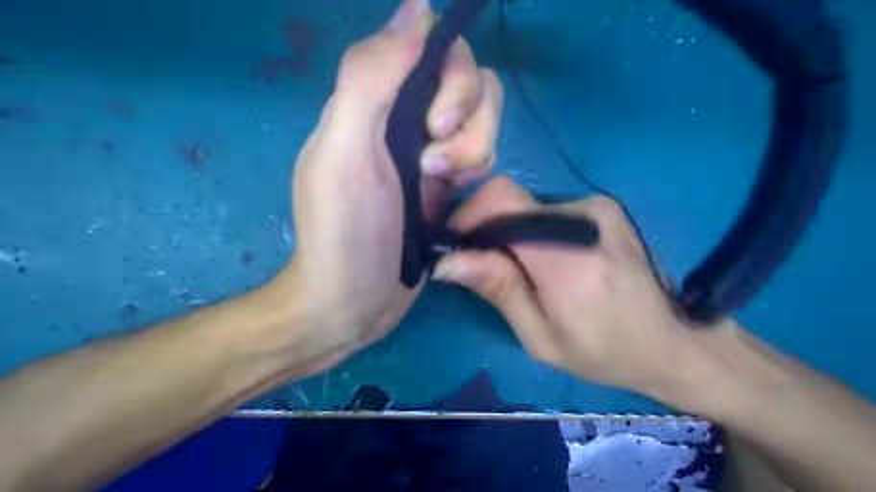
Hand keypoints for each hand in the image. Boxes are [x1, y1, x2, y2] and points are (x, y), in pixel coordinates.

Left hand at [278, 0, 503, 372]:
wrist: (353, 302)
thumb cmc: (345, 232)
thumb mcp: (346, 151)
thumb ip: (371, 76)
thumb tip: (416, 8)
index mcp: (375, 101)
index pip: (433, 49)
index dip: (450, 76)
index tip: (436, 123)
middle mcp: (404, 118)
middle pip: (469, 83)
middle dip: (467, 121)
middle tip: (436, 166)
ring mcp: (430, 152)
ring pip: (482, 120)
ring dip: (474, 151)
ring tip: (443, 187)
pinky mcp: (447, 184)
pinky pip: (484, 154)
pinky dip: (478, 170)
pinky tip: (453, 199)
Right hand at [432, 177, 703, 399]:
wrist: (671, 339)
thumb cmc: (603, 352)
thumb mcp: (540, 337)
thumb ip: (498, 290)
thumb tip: (447, 260)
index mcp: (567, 258)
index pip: (501, 202)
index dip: (468, 215)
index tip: (457, 246)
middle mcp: (584, 218)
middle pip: (510, 200)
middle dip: (486, 229)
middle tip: (486, 267)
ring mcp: (597, 207)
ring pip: (527, 205)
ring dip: (511, 232)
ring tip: (523, 270)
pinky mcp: (602, 206)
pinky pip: (548, 209)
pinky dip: (533, 230)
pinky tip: (548, 261)